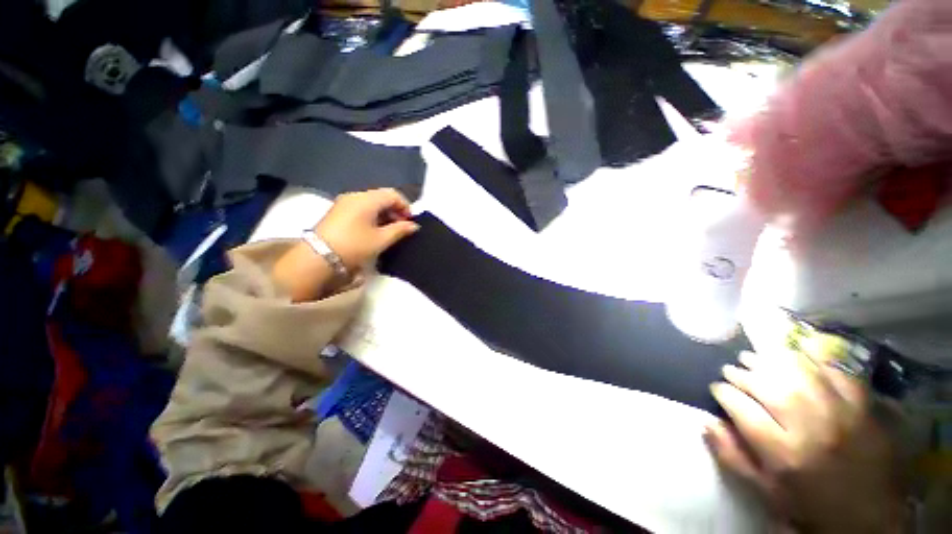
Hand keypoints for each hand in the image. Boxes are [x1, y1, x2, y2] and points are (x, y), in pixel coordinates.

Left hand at [315, 188, 418, 270]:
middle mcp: (355, 196)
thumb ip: (400, 230)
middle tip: (401, 227)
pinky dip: (372, 215)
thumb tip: (413, 226)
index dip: (405, 206)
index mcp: (367, 199)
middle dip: (395, 210)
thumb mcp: (381, 240)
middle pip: (381, 196)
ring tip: (389, 231)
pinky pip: (361, 208)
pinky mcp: (337, 211)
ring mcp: (344, 202)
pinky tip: (374, 230)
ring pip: (371, 202)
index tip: (410, 222)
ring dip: (384, 214)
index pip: (392, 194)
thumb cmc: (354, 246)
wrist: (318, 257)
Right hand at [706, 350, 904, 533]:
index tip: (716, 389)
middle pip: (768, 387)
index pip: (741, 408)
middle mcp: (811, 429)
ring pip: (798, 374)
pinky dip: (815, 358)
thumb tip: (705, 421)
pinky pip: (837, 372)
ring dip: (770, 361)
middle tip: (730, 370)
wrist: (869, 518)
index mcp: (783, 454)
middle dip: (742, 374)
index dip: (723, 393)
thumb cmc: (809, 507)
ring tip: (753, 358)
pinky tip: (796, 352)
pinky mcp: (864, 407)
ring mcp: (842, 414)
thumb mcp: (766, 492)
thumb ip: (732, 456)